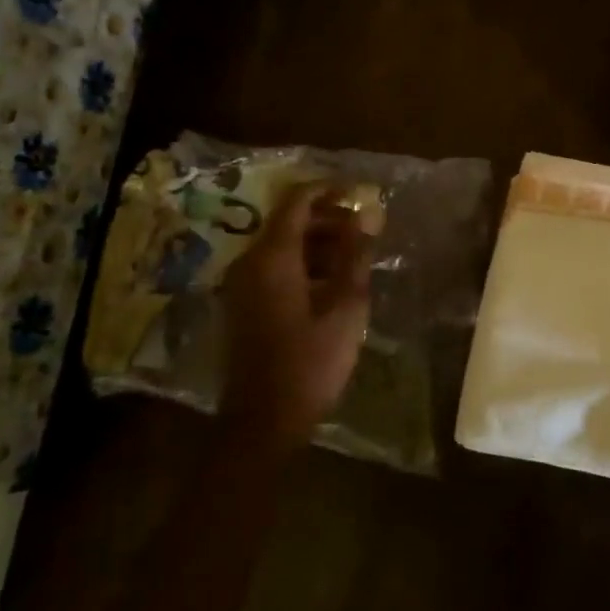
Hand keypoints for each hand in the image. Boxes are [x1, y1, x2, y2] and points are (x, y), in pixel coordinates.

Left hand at [218, 182, 373, 448]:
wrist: (263, 421)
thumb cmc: (310, 362)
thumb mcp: (345, 306)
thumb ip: (355, 256)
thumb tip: (367, 216)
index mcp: (272, 258)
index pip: (297, 201)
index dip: (329, 189)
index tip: (360, 193)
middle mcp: (250, 263)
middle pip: (289, 221)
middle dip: (329, 218)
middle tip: (366, 229)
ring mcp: (242, 285)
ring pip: (283, 245)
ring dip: (319, 242)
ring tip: (356, 256)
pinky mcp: (244, 304)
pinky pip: (275, 267)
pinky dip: (304, 263)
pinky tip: (334, 282)